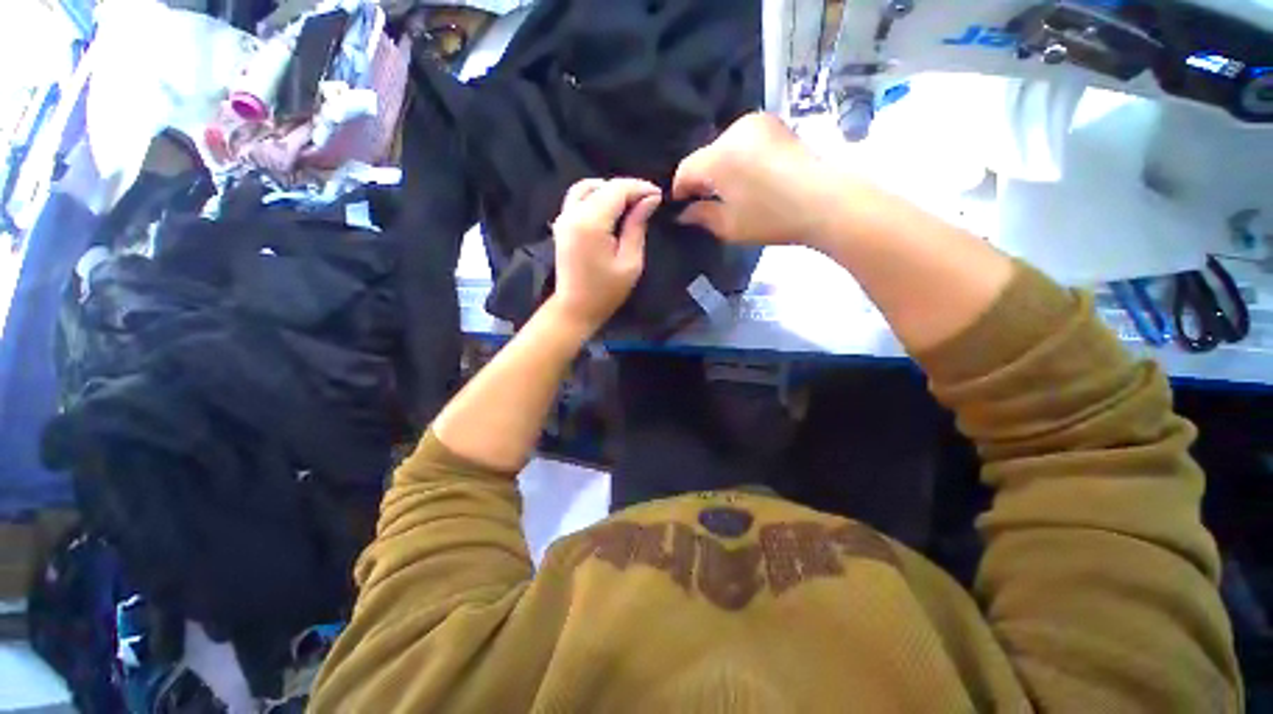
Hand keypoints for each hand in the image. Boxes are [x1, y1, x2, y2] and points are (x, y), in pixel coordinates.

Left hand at [546, 177, 661, 334]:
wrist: (575, 308)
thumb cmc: (606, 291)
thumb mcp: (630, 263)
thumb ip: (637, 227)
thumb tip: (649, 200)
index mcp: (590, 223)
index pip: (617, 189)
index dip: (640, 187)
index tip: (659, 196)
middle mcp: (573, 213)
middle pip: (602, 185)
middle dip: (627, 188)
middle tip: (647, 202)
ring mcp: (563, 218)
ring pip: (586, 187)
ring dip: (609, 190)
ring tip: (629, 204)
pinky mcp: (561, 225)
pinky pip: (577, 198)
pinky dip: (594, 196)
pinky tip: (609, 210)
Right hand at [672, 112, 848, 247]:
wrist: (826, 202)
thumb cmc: (772, 218)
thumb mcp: (729, 226)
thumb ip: (700, 216)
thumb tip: (683, 213)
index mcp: (719, 156)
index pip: (685, 170)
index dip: (678, 190)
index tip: (680, 208)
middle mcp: (734, 131)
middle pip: (704, 156)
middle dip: (701, 179)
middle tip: (705, 203)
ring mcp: (757, 123)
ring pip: (723, 147)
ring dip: (720, 168)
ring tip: (729, 192)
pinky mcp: (774, 125)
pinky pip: (743, 141)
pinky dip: (738, 159)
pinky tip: (748, 178)